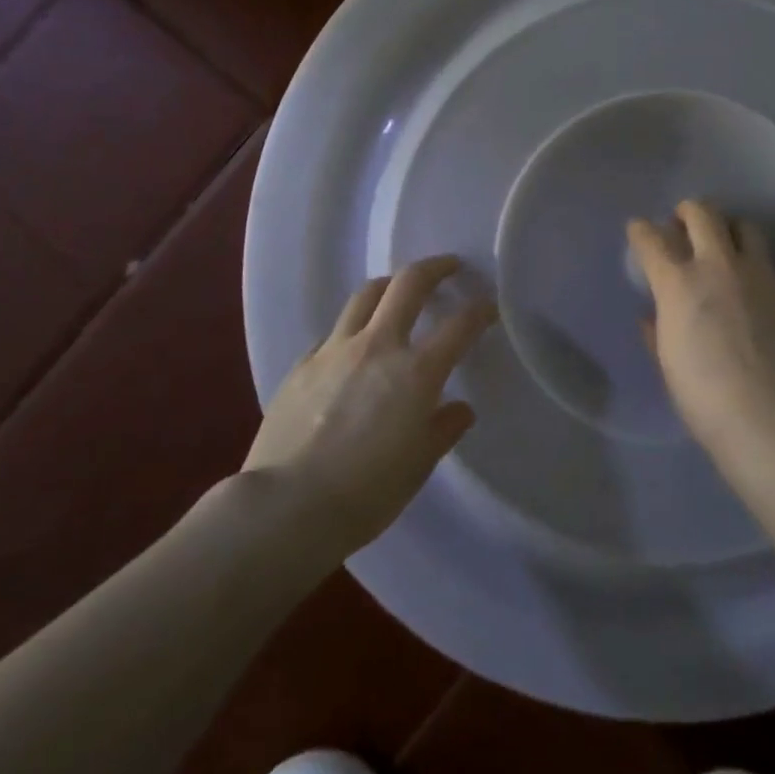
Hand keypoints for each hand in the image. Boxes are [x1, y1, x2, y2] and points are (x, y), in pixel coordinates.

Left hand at [243, 255, 495, 553]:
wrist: (286, 506)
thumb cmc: (366, 493)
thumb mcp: (418, 466)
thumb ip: (443, 429)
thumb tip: (459, 408)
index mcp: (416, 371)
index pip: (459, 326)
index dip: (480, 311)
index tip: (489, 307)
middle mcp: (378, 346)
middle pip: (408, 284)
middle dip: (434, 268)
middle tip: (448, 267)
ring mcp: (335, 350)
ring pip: (365, 296)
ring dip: (388, 287)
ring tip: (397, 293)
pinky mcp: (302, 365)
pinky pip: (332, 332)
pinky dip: (351, 330)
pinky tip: (351, 348)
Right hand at [628, 201, 774, 461]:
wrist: (772, 416)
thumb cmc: (705, 397)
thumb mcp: (668, 364)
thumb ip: (657, 332)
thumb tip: (652, 316)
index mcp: (678, 283)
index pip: (652, 240)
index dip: (641, 230)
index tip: (638, 229)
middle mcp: (717, 266)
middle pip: (702, 214)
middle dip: (687, 211)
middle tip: (681, 223)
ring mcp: (755, 274)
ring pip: (742, 225)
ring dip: (726, 226)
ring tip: (720, 242)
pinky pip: (764, 257)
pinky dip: (749, 256)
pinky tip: (745, 277)